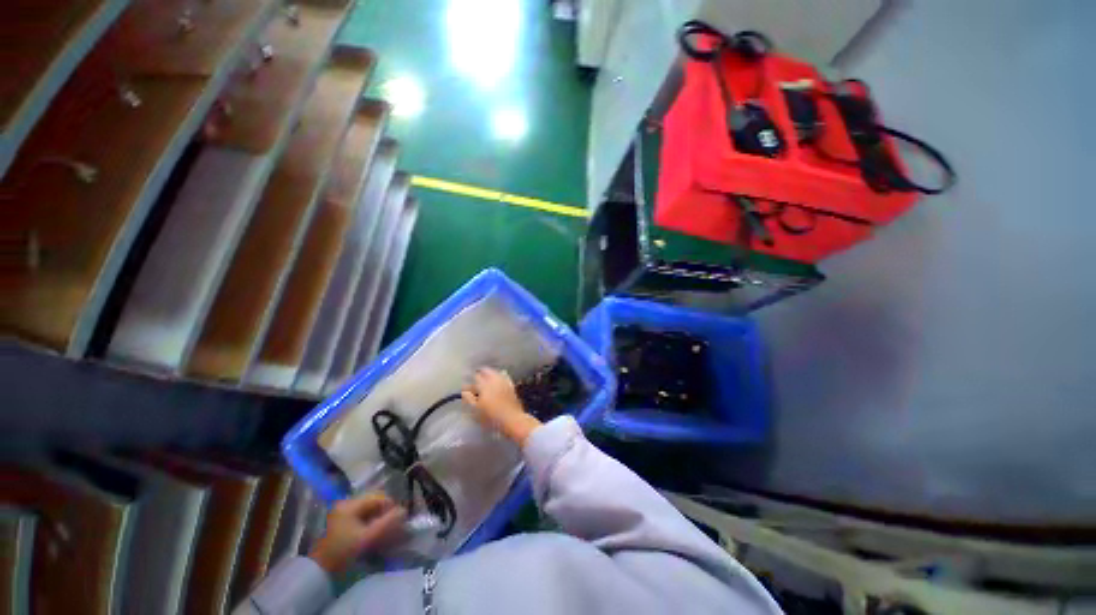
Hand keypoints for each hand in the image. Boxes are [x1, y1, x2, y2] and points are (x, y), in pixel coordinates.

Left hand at [309, 493, 405, 573]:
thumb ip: (387, 522)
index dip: (390, 506)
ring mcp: (341, 512)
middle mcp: (346, 503)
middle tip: (391, 525)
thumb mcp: (367, 538)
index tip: (397, 520)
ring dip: (377, 516)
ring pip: (368, 508)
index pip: (378, 497)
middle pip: (373, 501)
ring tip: (382, 529)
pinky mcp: (340, 520)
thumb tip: (404, 511)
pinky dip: (369, 520)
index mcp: (351, 504)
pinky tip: (371, 532)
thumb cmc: (343, 552)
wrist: (319, 570)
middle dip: (384, 511)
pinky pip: (361, 514)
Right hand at [462, 368, 541, 444]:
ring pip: (495, 372)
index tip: (467, 386)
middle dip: (480, 374)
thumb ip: (468, 398)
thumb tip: (464, 391)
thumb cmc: (491, 416)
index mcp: (484, 384)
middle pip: (486, 371)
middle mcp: (494, 379)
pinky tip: (497, 382)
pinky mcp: (511, 385)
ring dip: (489, 374)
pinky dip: (498, 377)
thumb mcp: (475, 410)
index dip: (471, 380)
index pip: (475, 376)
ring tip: (485, 381)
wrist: (512, 419)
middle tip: (476, 380)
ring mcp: (504, 381)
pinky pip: (504, 376)